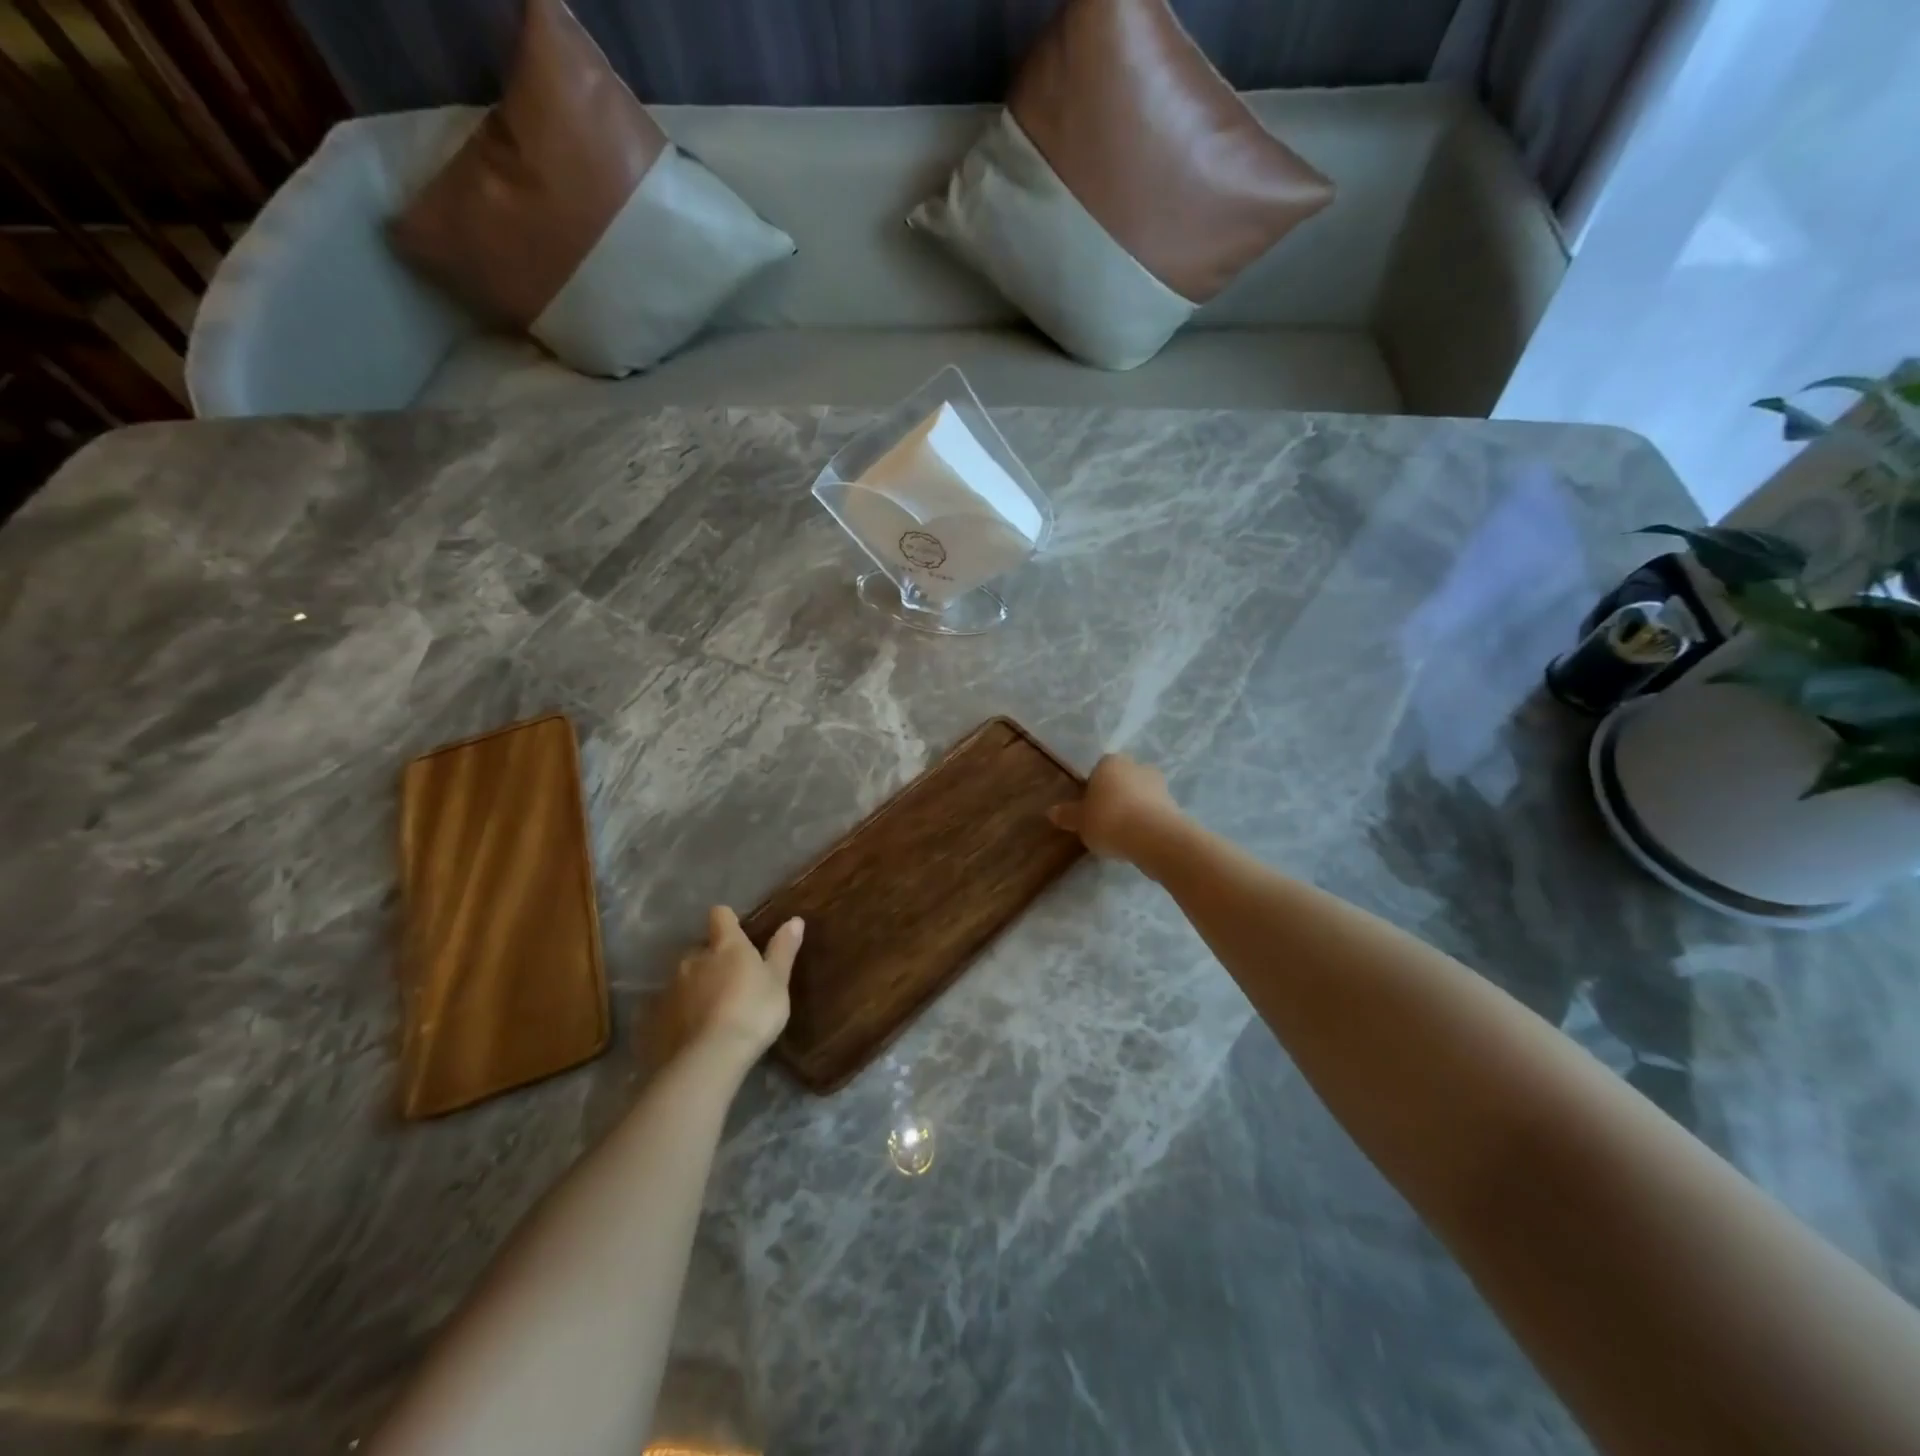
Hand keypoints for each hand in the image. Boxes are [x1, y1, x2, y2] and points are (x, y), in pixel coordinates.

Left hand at [651, 907, 801, 1073]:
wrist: (709, 1059)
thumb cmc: (753, 1012)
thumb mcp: (778, 982)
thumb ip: (783, 950)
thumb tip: (795, 920)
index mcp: (726, 945)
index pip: (720, 916)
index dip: (727, 922)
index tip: (737, 933)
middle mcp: (693, 958)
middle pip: (701, 950)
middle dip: (712, 962)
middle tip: (729, 984)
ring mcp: (671, 987)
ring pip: (683, 978)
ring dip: (695, 988)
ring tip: (710, 1013)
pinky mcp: (654, 1017)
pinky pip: (668, 1007)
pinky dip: (678, 1014)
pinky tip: (691, 1033)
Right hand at [1048, 753, 1181, 861]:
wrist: (1154, 838)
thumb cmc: (1109, 820)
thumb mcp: (1080, 821)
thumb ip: (1067, 815)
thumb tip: (1051, 811)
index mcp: (1110, 762)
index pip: (1099, 770)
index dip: (1093, 789)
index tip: (1089, 809)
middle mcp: (1136, 766)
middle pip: (1122, 780)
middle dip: (1115, 797)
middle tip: (1105, 821)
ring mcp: (1159, 785)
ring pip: (1140, 795)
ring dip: (1133, 809)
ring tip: (1122, 835)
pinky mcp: (1175, 805)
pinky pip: (1154, 811)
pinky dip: (1147, 822)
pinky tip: (1138, 840)